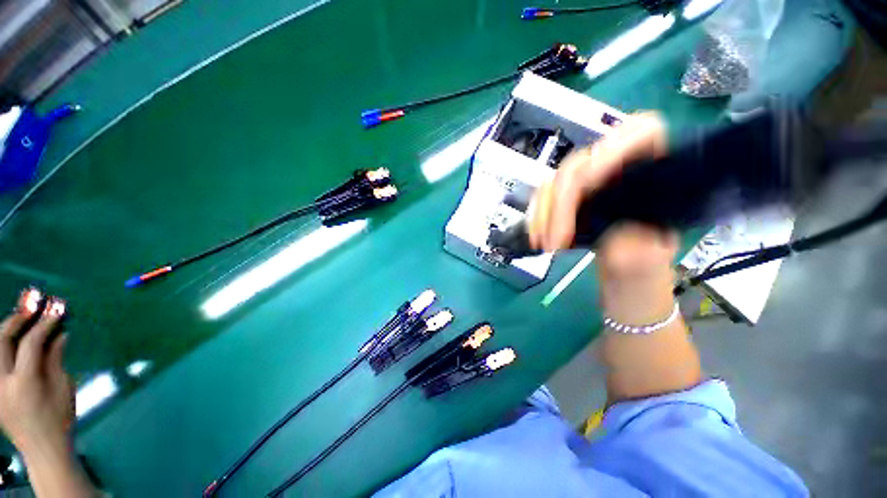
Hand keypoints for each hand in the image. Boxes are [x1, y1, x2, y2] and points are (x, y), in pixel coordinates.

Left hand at [0, 289, 71, 456]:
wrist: (42, 448)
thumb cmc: (59, 418)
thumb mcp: (63, 389)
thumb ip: (56, 359)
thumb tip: (60, 334)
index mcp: (24, 383)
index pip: (31, 344)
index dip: (44, 325)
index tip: (56, 313)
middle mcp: (2, 382)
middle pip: (1, 341)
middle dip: (15, 321)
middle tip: (31, 309)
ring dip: (5, 330)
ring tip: (20, 321)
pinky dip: (2, 347)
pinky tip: (11, 342)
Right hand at [526, 112, 675, 323]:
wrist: (624, 279)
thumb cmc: (645, 273)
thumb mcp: (650, 265)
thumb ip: (638, 250)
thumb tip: (615, 233)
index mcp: (661, 174)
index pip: (642, 134)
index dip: (611, 152)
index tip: (586, 188)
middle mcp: (624, 169)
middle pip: (584, 161)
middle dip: (563, 201)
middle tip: (554, 240)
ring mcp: (593, 181)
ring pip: (557, 179)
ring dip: (544, 212)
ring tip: (542, 244)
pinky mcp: (572, 196)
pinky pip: (546, 195)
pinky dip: (537, 214)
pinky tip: (536, 235)